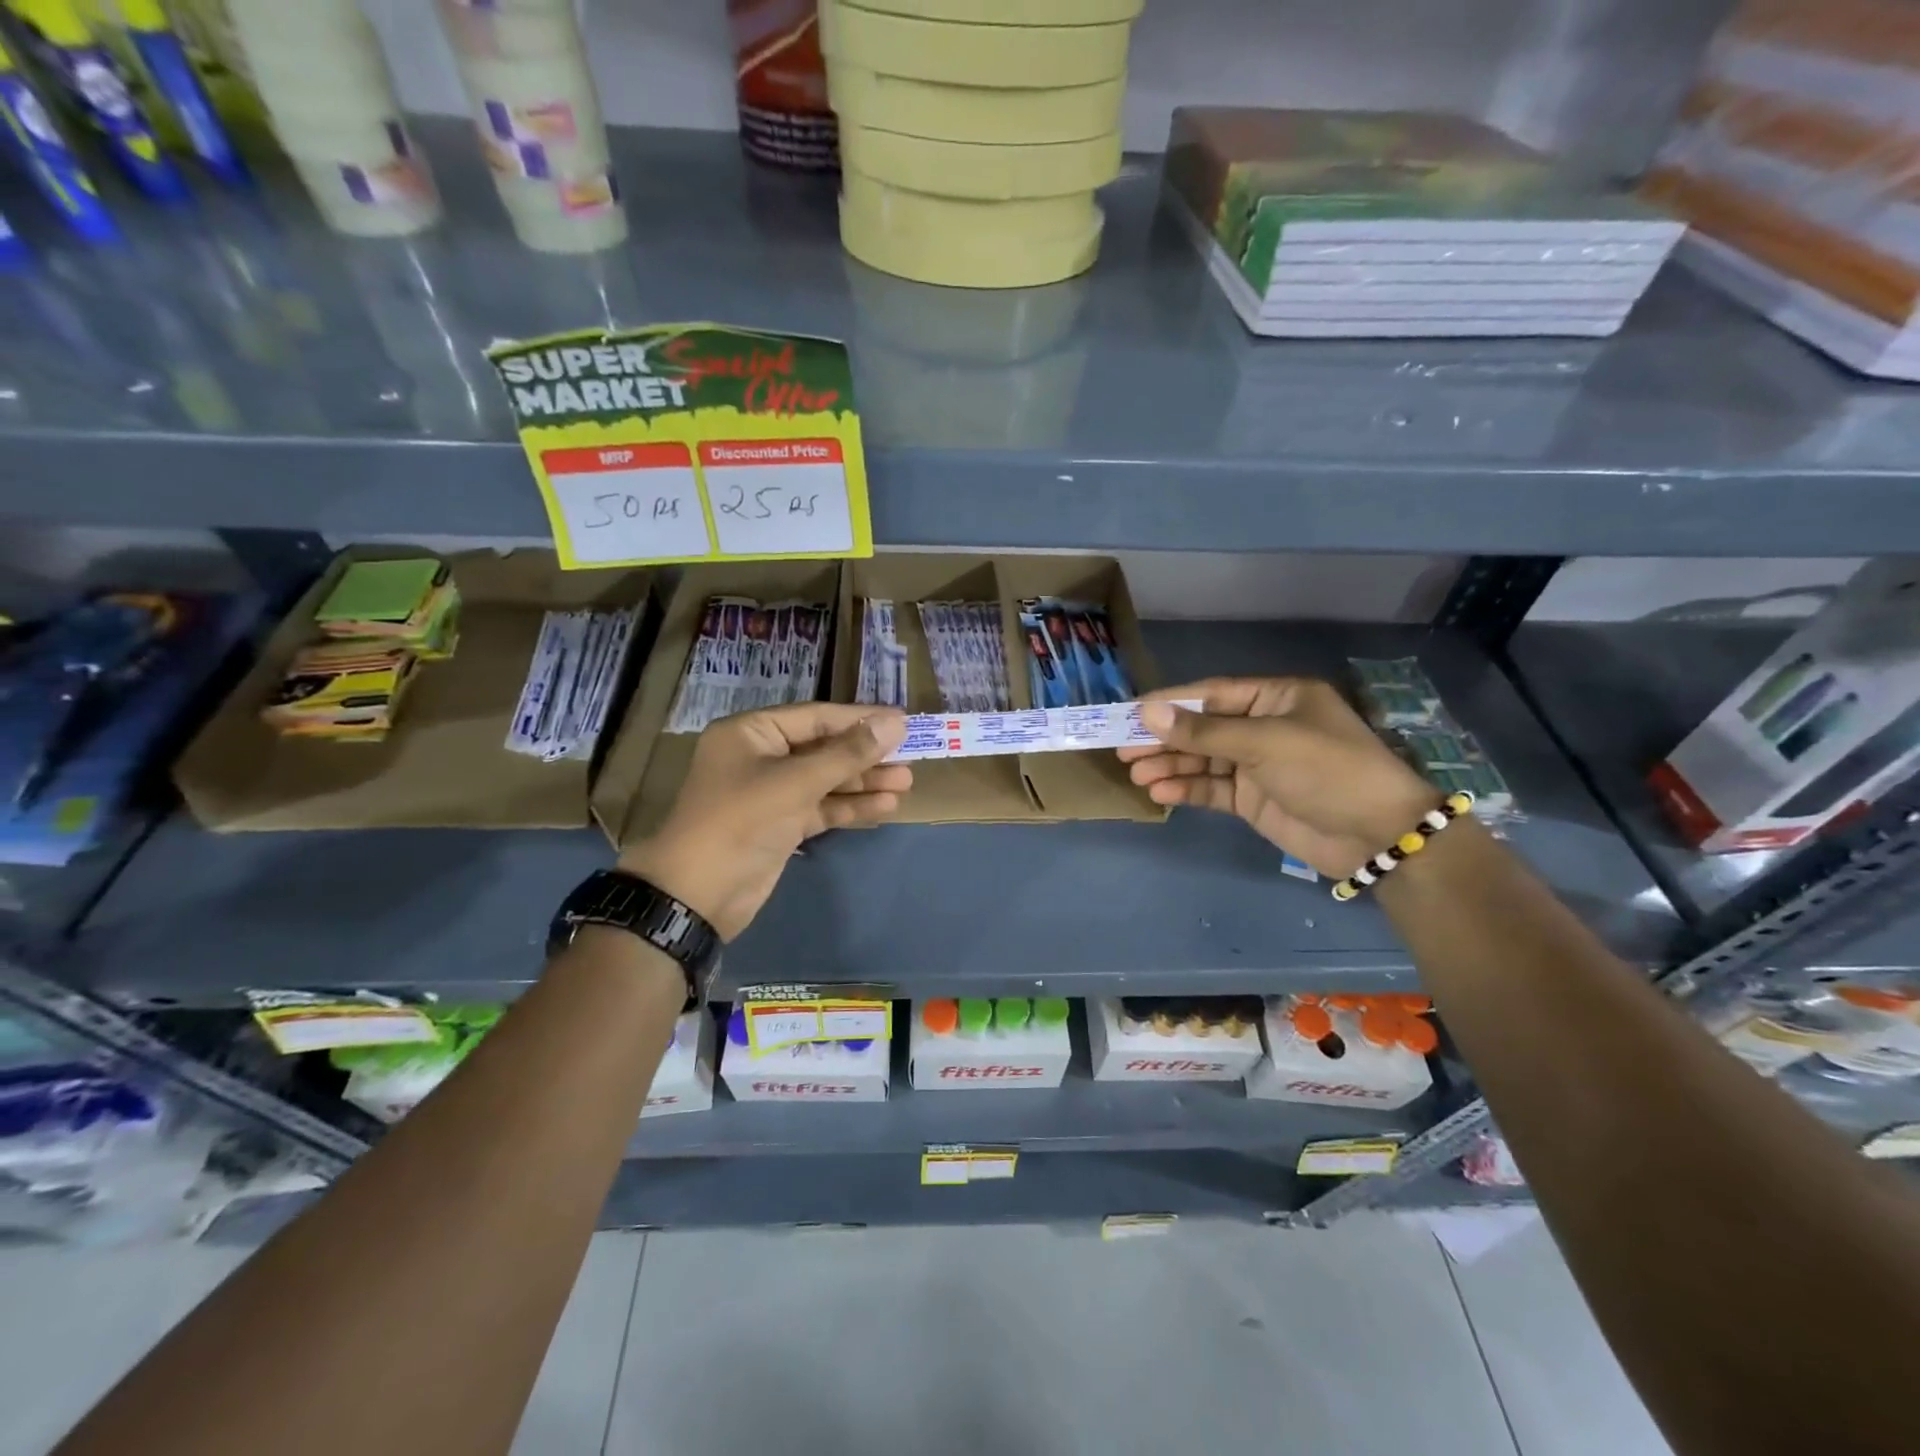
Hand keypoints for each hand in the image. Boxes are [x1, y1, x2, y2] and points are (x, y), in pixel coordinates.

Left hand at [619, 703, 910, 939]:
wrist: (697, 894)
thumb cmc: (741, 821)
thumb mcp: (796, 782)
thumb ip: (848, 753)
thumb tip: (895, 722)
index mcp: (752, 733)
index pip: (816, 717)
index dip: (860, 719)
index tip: (902, 721)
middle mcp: (761, 757)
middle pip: (823, 748)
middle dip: (865, 754)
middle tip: (909, 756)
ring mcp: (771, 793)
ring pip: (825, 780)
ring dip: (863, 782)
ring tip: (906, 783)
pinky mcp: (780, 825)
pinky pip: (821, 807)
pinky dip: (849, 807)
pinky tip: (884, 807)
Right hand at [1118, 677, 1439, 876]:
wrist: (1377, 835)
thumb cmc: (1327, 770)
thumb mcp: (1264, 743)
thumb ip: (1204, 731)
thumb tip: (1148, 712)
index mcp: (1276, 698)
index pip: (1211, 694)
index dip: (1170, 703)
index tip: (1131, 713)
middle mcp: (1264, 726)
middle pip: (1202, 728)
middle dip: (1164, 739)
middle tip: (1123, 749)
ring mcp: (1258, 765)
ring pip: (1202, 760)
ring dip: (1170, 766)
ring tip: (1136, 774)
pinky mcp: (1253, 799)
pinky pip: (1212, 789)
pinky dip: (1187, 790)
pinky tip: (1160, 793)